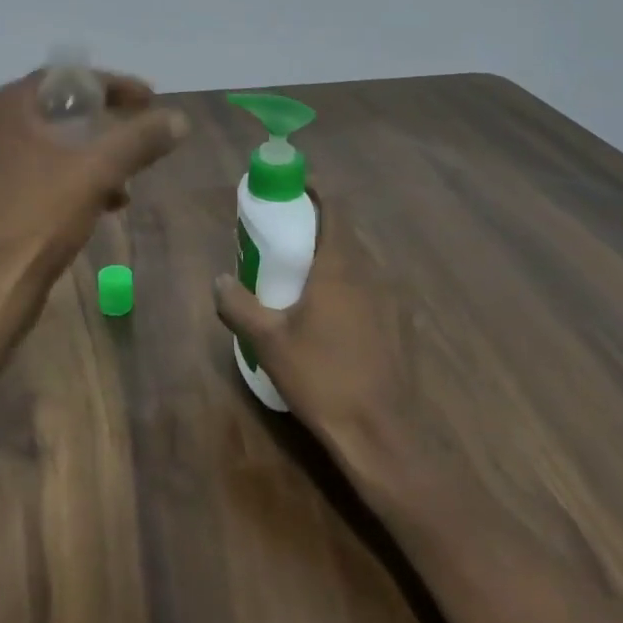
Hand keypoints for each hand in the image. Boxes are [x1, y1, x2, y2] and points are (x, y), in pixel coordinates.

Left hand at [0, 67, 187, 325]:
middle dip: (108, 122)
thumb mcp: (97, 171)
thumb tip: (180, 118)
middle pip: (65, 108)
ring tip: (131, 176)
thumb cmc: (38, 218)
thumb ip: (140, 139)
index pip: (70, 76)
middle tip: (143, 129)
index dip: (116, 85)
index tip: (152, 100)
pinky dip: (78, 177)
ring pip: (58, 142)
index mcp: (9, 104)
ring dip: (97, 154)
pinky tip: (108, 202)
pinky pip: (47, 169)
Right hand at [212, 197, 418, 476]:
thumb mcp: (268, 342)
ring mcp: (393, 300)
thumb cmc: (322, 377)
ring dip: (334, 259)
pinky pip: (373, 289)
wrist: (383, 434)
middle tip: (286, 236)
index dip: (314, 191)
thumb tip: (219, 280)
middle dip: (317, 226)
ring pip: (361, 263)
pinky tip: (334, 317)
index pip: (334, 207)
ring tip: (305, 277)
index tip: (291, 188)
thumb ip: (239, 304)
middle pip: (346, 233)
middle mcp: (373, 272)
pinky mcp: (402, 326)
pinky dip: (351, 287)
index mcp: (341, 265)